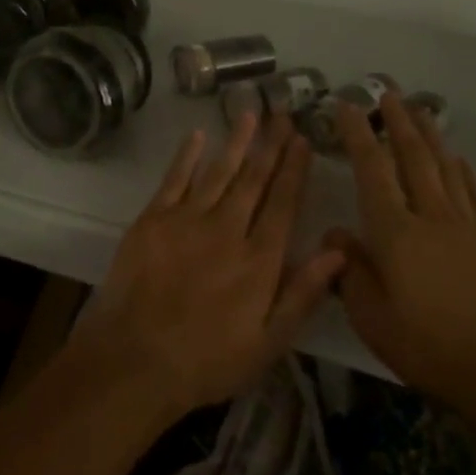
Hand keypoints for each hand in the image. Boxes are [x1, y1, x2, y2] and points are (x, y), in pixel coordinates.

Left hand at [71, 113, 346, 423]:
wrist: (136, 359)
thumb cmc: (208, 361)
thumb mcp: (268, 342)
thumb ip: (303, 294)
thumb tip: (339, 251)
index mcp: (259, 259)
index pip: (283, 204)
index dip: (294, 170)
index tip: (303, 140)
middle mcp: (227, 229)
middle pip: (254, 179)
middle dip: (271, 146)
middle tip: (282, 113)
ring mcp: (188, 220)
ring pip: (219, 172)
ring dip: (236, 142)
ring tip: (250, 114)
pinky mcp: (153, 219)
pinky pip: (175, 179)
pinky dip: (187, 156)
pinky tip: (198, 136)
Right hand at [327, 94, 475, 409]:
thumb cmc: (427, 346)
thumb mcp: (371, 316)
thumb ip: (350, 270)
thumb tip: (338, 232)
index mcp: (394, 231)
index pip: (372, 169)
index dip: (358, 134)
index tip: (346, 105)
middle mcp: (430, 216)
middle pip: (413, 157)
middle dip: (398, 121)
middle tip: (387, 93)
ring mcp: (464, 227)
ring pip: (444, 167)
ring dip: (430, 135)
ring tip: (421, 110)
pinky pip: (472, 195)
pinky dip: (463, 171)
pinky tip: (458, 160)